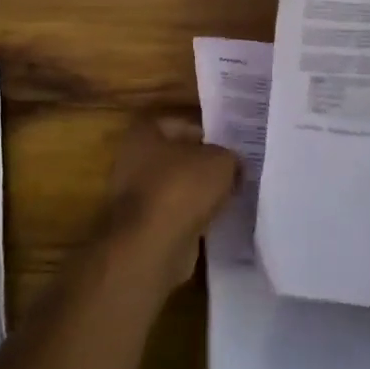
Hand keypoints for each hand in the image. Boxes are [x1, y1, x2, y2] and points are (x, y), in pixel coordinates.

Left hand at [106, 115, 240, 289]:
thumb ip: (230, 156)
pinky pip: (175, 213)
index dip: (208, 132)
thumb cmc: (182, 187)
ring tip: (230, 196)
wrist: (154, 245)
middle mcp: (133, 159)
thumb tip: (234, 164)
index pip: (181, 123)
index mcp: (145, 133)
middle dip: (204, 164)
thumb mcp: (221, 161)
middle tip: (235, 171)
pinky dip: (192, 217)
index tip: (231, 145)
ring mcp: (136, 195)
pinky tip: (216, 220)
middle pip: (178, 157)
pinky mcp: (144, 226)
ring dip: (199, 193)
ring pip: (177, 187)